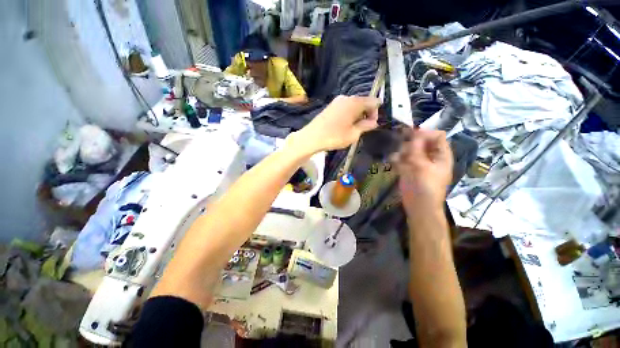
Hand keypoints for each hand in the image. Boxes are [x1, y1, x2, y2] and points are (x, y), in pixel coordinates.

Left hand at [290, 95, 378, 152]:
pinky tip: (344, 125)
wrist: (312, 137)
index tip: (371, 125)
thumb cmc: (335, 136)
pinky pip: (345, 107)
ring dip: (357, 115)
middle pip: (363, 102)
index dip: (375, 113)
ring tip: (353, 128)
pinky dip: (349, 114)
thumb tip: (373, 122)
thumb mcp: (353, 134)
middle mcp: (346, 98)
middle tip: (363, 128)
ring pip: (353, 105)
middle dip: (366, 114)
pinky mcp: (330, 106)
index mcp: (355, 102)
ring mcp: (337, 101)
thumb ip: (365, 126)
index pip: (373, 101)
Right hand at [396, 128, 452, 214]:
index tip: (410, 134)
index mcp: (441, 155)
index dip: (425, 133)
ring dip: (402, 151)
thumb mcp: (423, 167)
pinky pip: (402, 159)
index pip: (437, 136)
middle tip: (401, 146)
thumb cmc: (425, 187)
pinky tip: (393, 161)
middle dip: (410, 142)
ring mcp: (418, 163)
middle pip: (421, 142)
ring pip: (409, 150)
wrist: (418, 206)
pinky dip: (397, 159)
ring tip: (397, 156)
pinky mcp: (408, 169)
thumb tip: (415, 132)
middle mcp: (430, 157)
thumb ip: (417, 149)